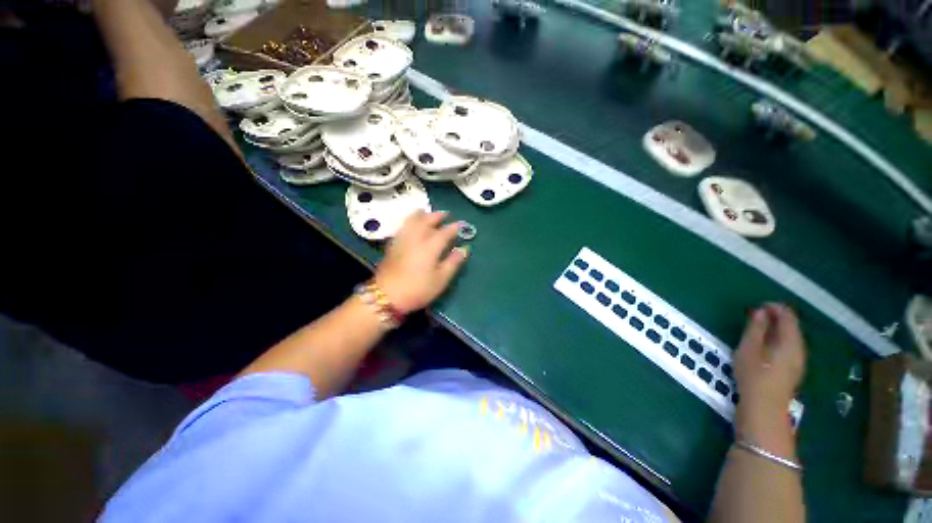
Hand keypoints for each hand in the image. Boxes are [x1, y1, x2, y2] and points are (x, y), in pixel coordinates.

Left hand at [374, 211, 468, 313]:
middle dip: (437, 215)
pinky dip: (410, 221)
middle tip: (445, 214)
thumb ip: (453, 262)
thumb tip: (464, 249)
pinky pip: (403, 226)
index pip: (444, 232)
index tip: (460, 224)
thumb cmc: (418, 289)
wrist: (386, 296)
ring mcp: (402, 240)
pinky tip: (412, 225)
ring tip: (428, 214)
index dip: (453, 228)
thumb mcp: (441, 280)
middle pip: (426, 220)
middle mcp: (416, 238)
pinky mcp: (393, 244)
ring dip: (422, 215)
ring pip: (412, 220)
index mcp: (429, 247)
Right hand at [733, 304, 805, 437]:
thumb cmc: (753, 376)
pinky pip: (789, 347)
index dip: (775, 308)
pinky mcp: (792, 370)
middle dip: (777, 318)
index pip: (788, 317)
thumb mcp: (748, 349)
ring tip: (759, 327)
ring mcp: (798, 362)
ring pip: (791, 338)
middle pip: (792, 327)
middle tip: (757, 315)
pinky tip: (766, 345)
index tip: (759, 306)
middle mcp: (799, 350)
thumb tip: (760, 311)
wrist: (764, 409)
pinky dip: (779, 340)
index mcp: (790, 342)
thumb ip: (755, 329)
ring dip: (777, 329)